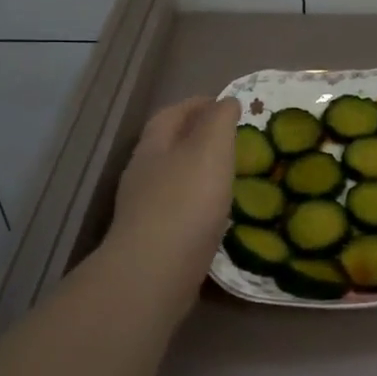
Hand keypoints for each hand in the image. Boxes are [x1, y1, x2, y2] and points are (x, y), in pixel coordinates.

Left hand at [102, 95, 240, 311]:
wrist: (154, 274)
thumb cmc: (186, 202)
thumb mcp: (211, 148)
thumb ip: (220, 121)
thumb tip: (226, 101)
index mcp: (154, 146)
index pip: (172, 113)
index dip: (198, 104)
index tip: (227, 105)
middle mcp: (143, 174)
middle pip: (168, 145)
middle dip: (197, 137)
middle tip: (233, 140)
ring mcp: (144, 210)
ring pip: (173, 179)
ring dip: (198, 172)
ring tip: (230, 175)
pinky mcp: (154, 240)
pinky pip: (179, 210)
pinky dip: (199, 203)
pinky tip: (217, 213)